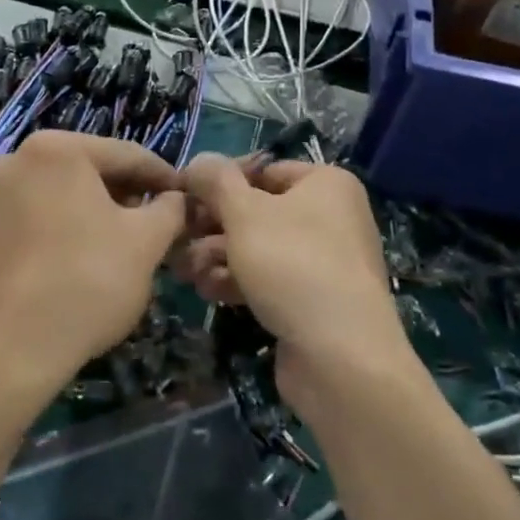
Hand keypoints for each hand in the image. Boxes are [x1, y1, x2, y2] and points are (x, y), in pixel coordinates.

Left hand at [0, 131, 185, 410]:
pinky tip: (54, 259)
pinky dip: (38, 229)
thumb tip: (176, 198)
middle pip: (81, 171)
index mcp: (57, 149)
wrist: (5, 350)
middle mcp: (11, 157)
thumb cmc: (86, 284)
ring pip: (45, 194)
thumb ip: (170, 209)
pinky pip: (14, 218)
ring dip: (76, 211)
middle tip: (145, 224)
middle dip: (116, 194)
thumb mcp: (147, 243)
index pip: (125, 156)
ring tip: (100, 244)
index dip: (161, 177)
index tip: (182, 196)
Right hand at [176, 155, 410, 411]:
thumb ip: (217, 182)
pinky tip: (209, 292)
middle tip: (178, 238)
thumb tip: (199, 160)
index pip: (263, 170)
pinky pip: (269, 280)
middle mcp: (330, 217)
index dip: (221, 181)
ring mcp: (324, 262)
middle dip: (213, 226)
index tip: (184, 196)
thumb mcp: (245, 213)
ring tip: (186, 271)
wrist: (341, 358)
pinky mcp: (312, 301)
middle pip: (257, 211)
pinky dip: (238, 282)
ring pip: (258, 248)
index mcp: (326, 184)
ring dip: (218, 257)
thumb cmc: (293, 265)